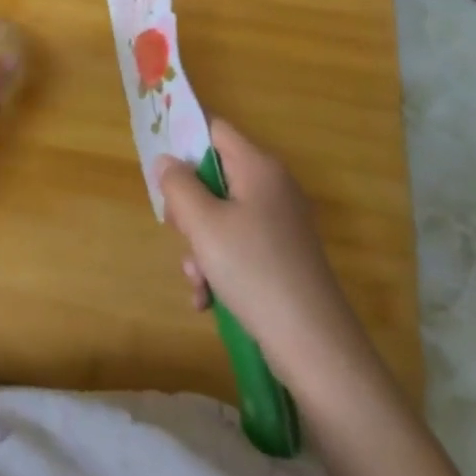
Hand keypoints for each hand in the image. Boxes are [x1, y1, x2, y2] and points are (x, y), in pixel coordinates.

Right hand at [157, 119, 366, 379]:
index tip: (162, 173)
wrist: (314, 346)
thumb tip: (167, 160)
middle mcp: (273, 186)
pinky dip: (220, 266)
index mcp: (258, 166)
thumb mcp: (204, 225)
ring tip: (198, 281)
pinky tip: (209, 300)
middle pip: (215, 176)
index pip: (214, 129)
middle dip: (190, 207)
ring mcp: (281, 223)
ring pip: (223, 216)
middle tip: (180, 234)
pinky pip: (240, 245)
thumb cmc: (254, 271)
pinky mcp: (284, 256)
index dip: (183, 141)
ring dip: (201, 245)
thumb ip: (179, 186)